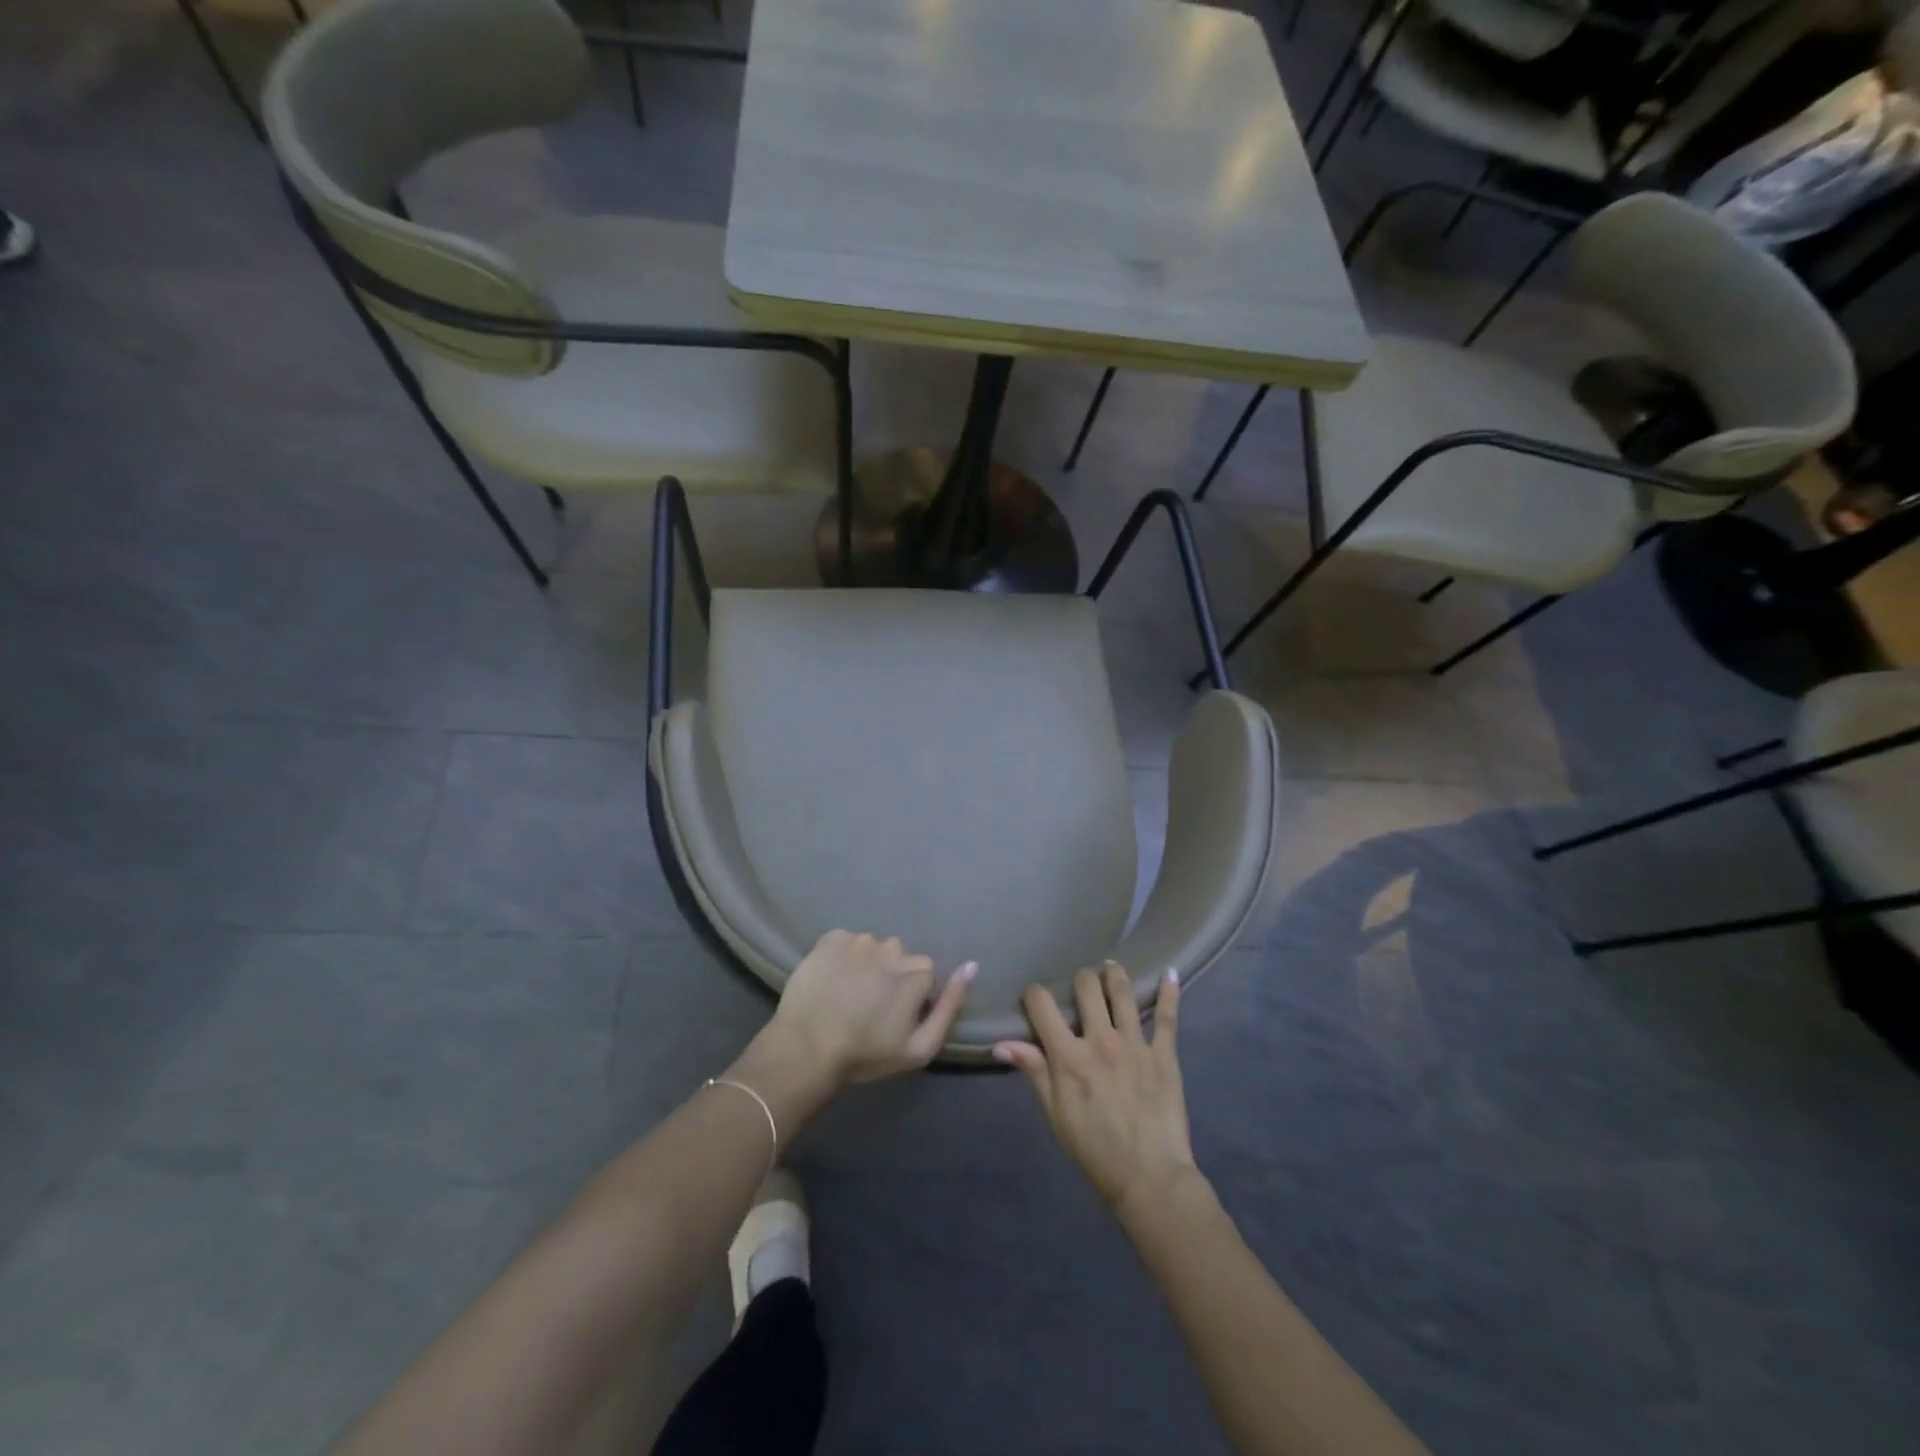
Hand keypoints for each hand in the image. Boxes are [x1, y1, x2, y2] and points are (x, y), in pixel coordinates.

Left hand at [768, 930, 975, 1089]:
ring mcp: (859, 940)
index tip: (895, 1018)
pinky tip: (832, 981)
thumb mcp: (921, 1047)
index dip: (912, 997)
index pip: (925, 975)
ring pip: (872, 948)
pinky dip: (842, 956)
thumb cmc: (867, 1054)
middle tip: (870, 1007)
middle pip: (899, 957)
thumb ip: (951, 1006)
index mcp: (917, 971)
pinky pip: (845, 942)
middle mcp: (892, 947)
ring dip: (866, 965)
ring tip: (848, 995)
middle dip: (891, 976)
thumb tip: (972, 965)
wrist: (807, 1049)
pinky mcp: (830, 939)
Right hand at [994, 962, 1195, 1212]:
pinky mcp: (1164, 1054)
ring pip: (1123, 992)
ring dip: (1114, 975)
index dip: (1034, 994)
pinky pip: (1167, 1017)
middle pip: (1086, 987)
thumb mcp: (1055, 1115)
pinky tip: (1170, 973)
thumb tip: (1001, 1043)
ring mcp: (1135, 1043)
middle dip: (1079, 980)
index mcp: (1069, 1055)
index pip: (1042, 1005)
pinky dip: (1169, 993)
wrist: (1149, 1178)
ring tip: (1111, 968)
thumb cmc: (1094, 1150)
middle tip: (1080, 987)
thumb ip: (1033, 1072)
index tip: (1034, 998)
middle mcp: (1101, 1039)